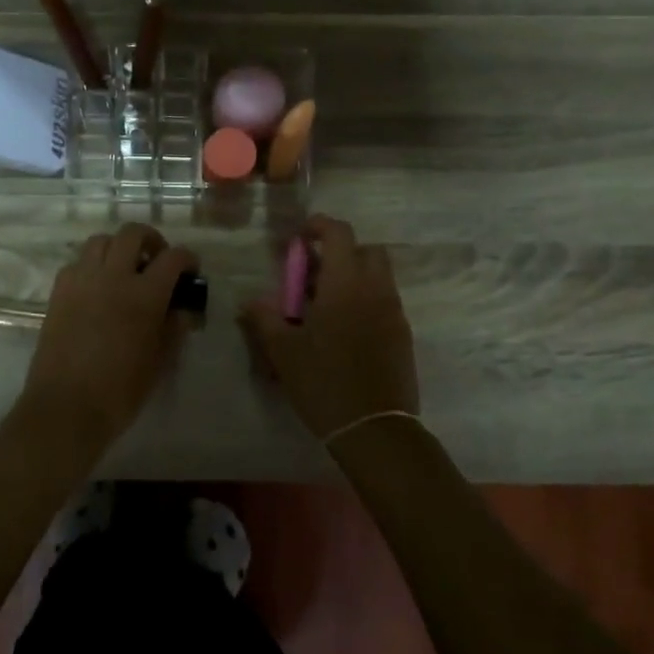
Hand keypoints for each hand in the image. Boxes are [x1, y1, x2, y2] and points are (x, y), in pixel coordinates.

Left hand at [19, 223, 198, 456]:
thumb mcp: (159, 361)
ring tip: (124, 269)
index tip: (190, 271)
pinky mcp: (58, 292)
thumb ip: (174, 328)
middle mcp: (112, 276)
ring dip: (118, 247)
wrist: (66, 407)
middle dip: (151, 240)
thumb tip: (181, 309)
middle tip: (157, 260)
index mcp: (144, 294)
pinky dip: (92, 265)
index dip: (187, 259)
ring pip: (100, 241)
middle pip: (132, 233)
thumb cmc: (120, 390)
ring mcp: (81, 280)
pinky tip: (97, 287)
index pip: (173, 257)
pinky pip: (77, 262)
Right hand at [240, 215, 418, 440]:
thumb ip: (264, 318)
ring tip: (324, 306)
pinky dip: (364, 301)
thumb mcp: (283, 351)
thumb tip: (250, 301)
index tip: (300, 237)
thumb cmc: (323, 382)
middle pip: (367, 250)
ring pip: (378, 277)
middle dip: (341, 252)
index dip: (319, 226)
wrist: (374, 427)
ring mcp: (394, 312)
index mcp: (345, 285)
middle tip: (313, 274)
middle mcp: (376, 290)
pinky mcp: (402, 335)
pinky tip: (343, 330)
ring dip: (353, 277)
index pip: (340, 234)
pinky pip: (384, 302)